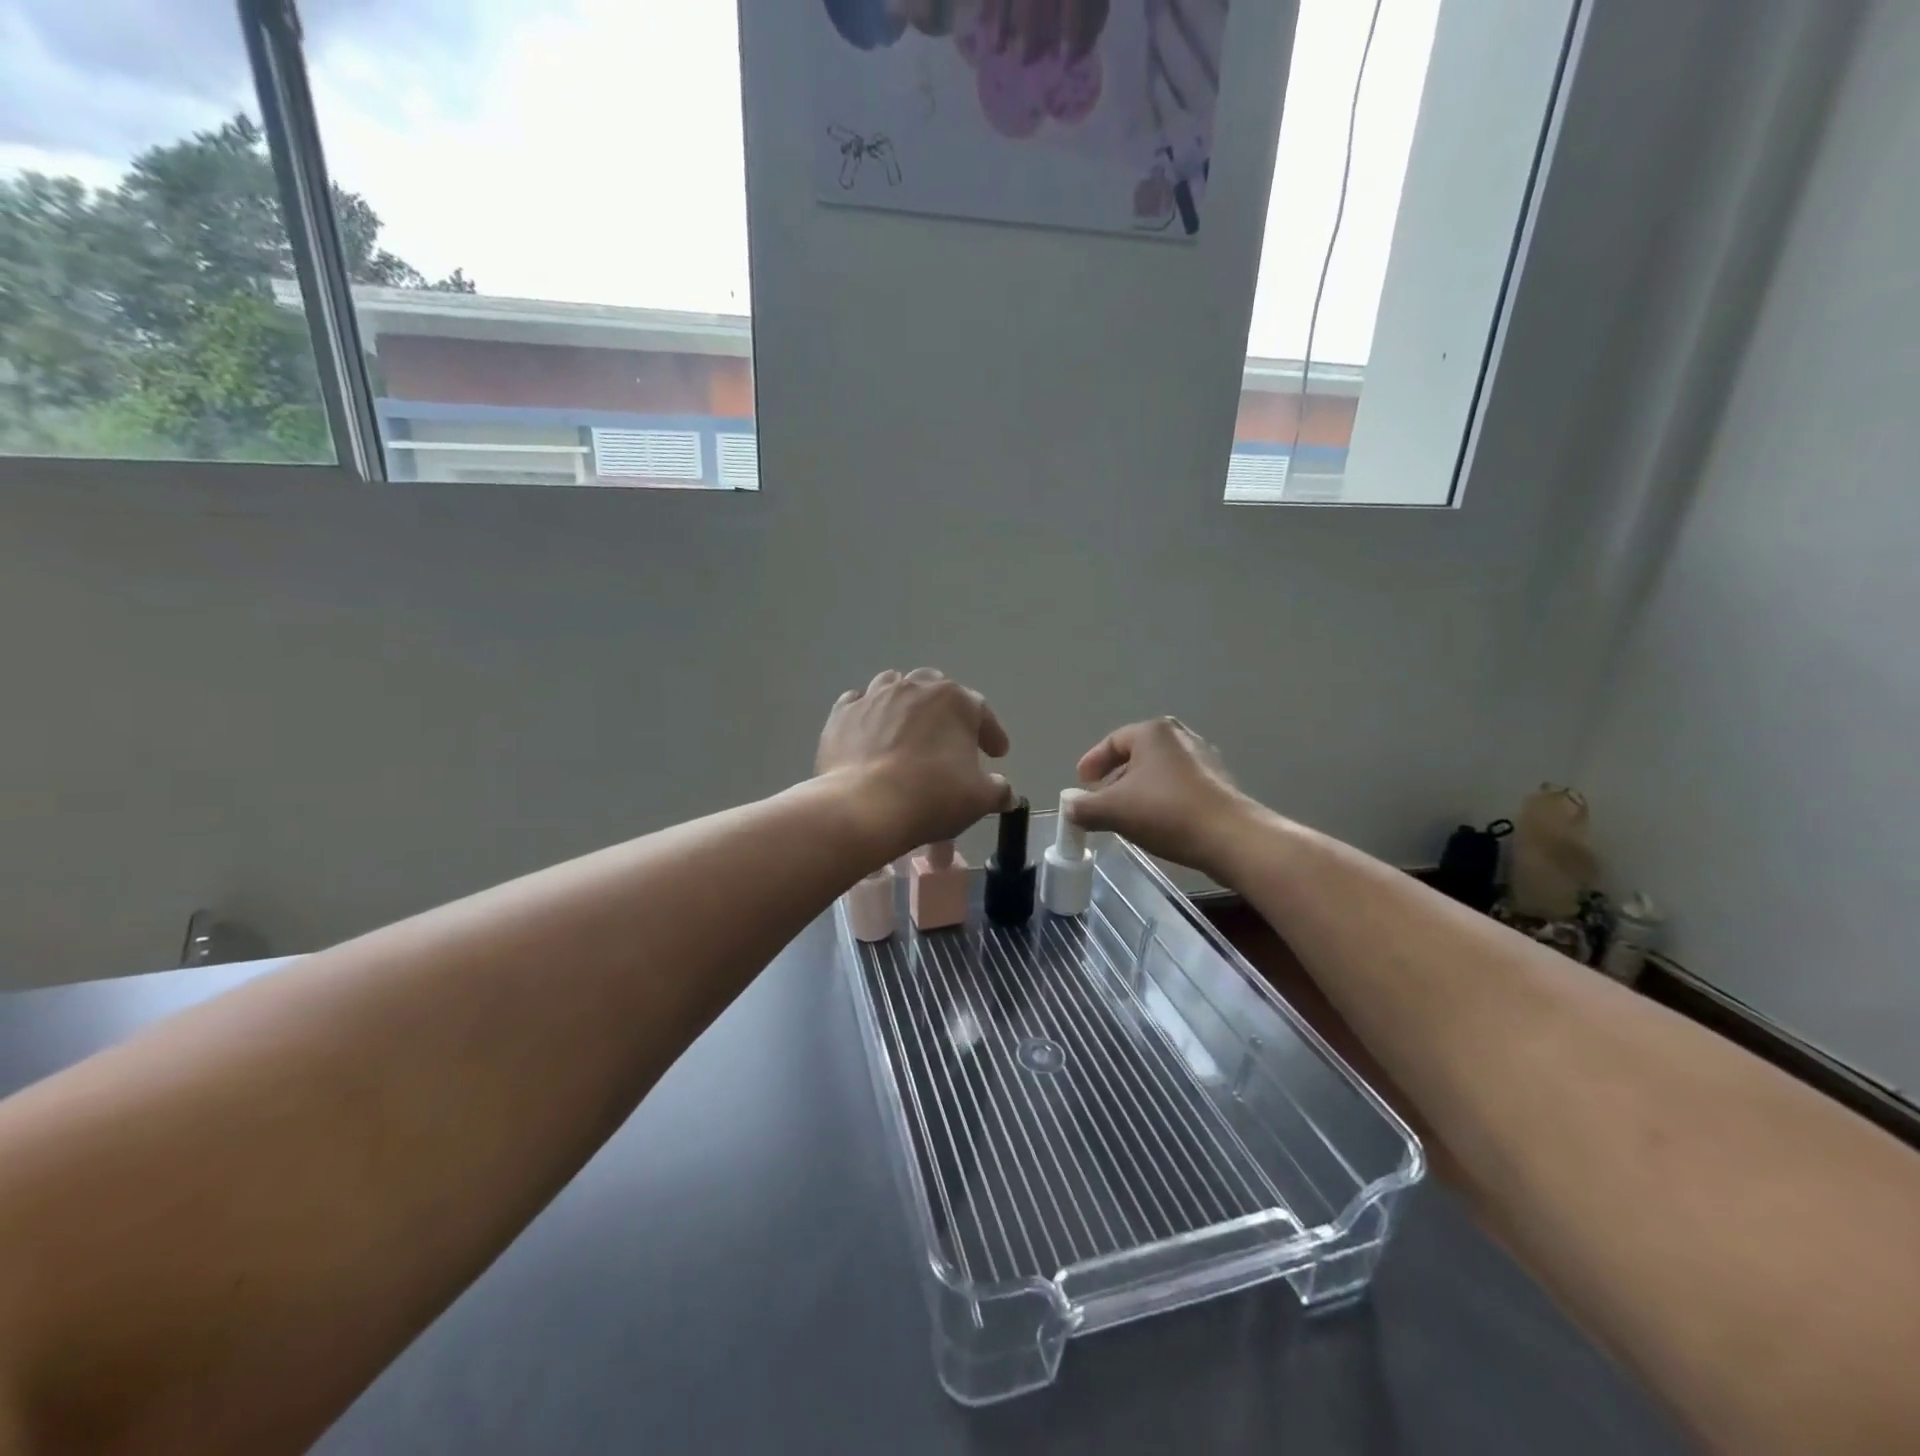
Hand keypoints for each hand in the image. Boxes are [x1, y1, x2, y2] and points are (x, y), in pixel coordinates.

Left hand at [818, 669, 1014, 854]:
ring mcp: (875, 696)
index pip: (981, 712)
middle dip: (946, 709)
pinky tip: (870, 729)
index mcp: (955, 701)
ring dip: (906, 703)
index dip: (992, 734)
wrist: (865, 806)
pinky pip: (859, 703)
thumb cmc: (932, 797)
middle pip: (936, 688)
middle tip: (950, 735)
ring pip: (895, 687)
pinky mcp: (842, 713)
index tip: (997, 753)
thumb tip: (1005, 793)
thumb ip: (997, 790)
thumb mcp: (979, 799)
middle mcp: (915, 687)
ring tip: (908, 724)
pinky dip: (868, 713)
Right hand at [1069, 717, 1253, 877]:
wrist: (1229, 837)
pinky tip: (1155, 821)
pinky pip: (1178, 785)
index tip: (1081, 784)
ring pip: (1158, 770)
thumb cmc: (1165, 812)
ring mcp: (1203, 759)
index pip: (1112, 741)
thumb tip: (1069, 807)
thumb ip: (1083, 807)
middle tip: (1100, 799)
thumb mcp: (1113, 810)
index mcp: (1152, 732)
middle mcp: (1179, 736)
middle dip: (1115, 777)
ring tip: (1125, 814)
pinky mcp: (1218, 782)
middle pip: (1136, 754)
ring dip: (1138, 789)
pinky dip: (1160, 798)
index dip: (1092, 762)